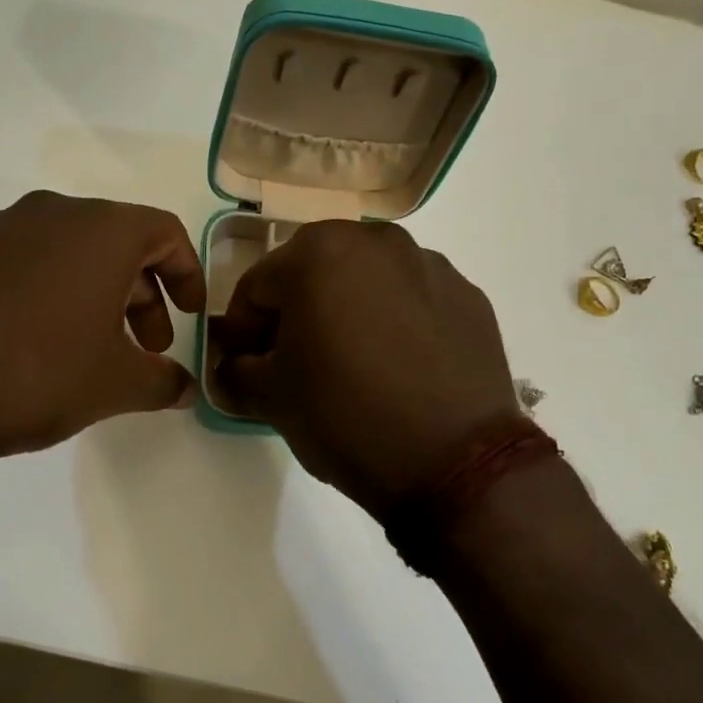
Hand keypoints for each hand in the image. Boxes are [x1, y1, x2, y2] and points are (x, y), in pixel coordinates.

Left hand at [0, 191, 205, 480]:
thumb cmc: (31, 375)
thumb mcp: (112, 386)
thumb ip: (161, 382)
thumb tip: (185, 388)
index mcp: (98, 231)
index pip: (164, 232)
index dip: (186, 272)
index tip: (189, 314)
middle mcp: (46, 213)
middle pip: (113, 241)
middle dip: (139, 293)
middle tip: (142, 346)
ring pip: (60, 250)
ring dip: (86, 291)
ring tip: (82, 348)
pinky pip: (10, 262)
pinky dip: (34, 291)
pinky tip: (19, 342)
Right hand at [213, 222, 518, 518]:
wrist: (454, 462)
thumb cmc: (346, 416)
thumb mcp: (270, 398)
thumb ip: (235, 371)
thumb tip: (233, 366)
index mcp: (319, 253)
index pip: (257, 286)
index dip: (242, 328)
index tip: (244, 363)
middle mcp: (377, 241)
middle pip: (313, 273)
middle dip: (295, 313)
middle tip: (293, 362)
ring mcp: (430, 265)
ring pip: (366, 281)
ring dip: (346, 311)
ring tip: (350, 364)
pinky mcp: (468, 296)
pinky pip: (412, 299)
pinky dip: (394, 321)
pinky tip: (397, 368)